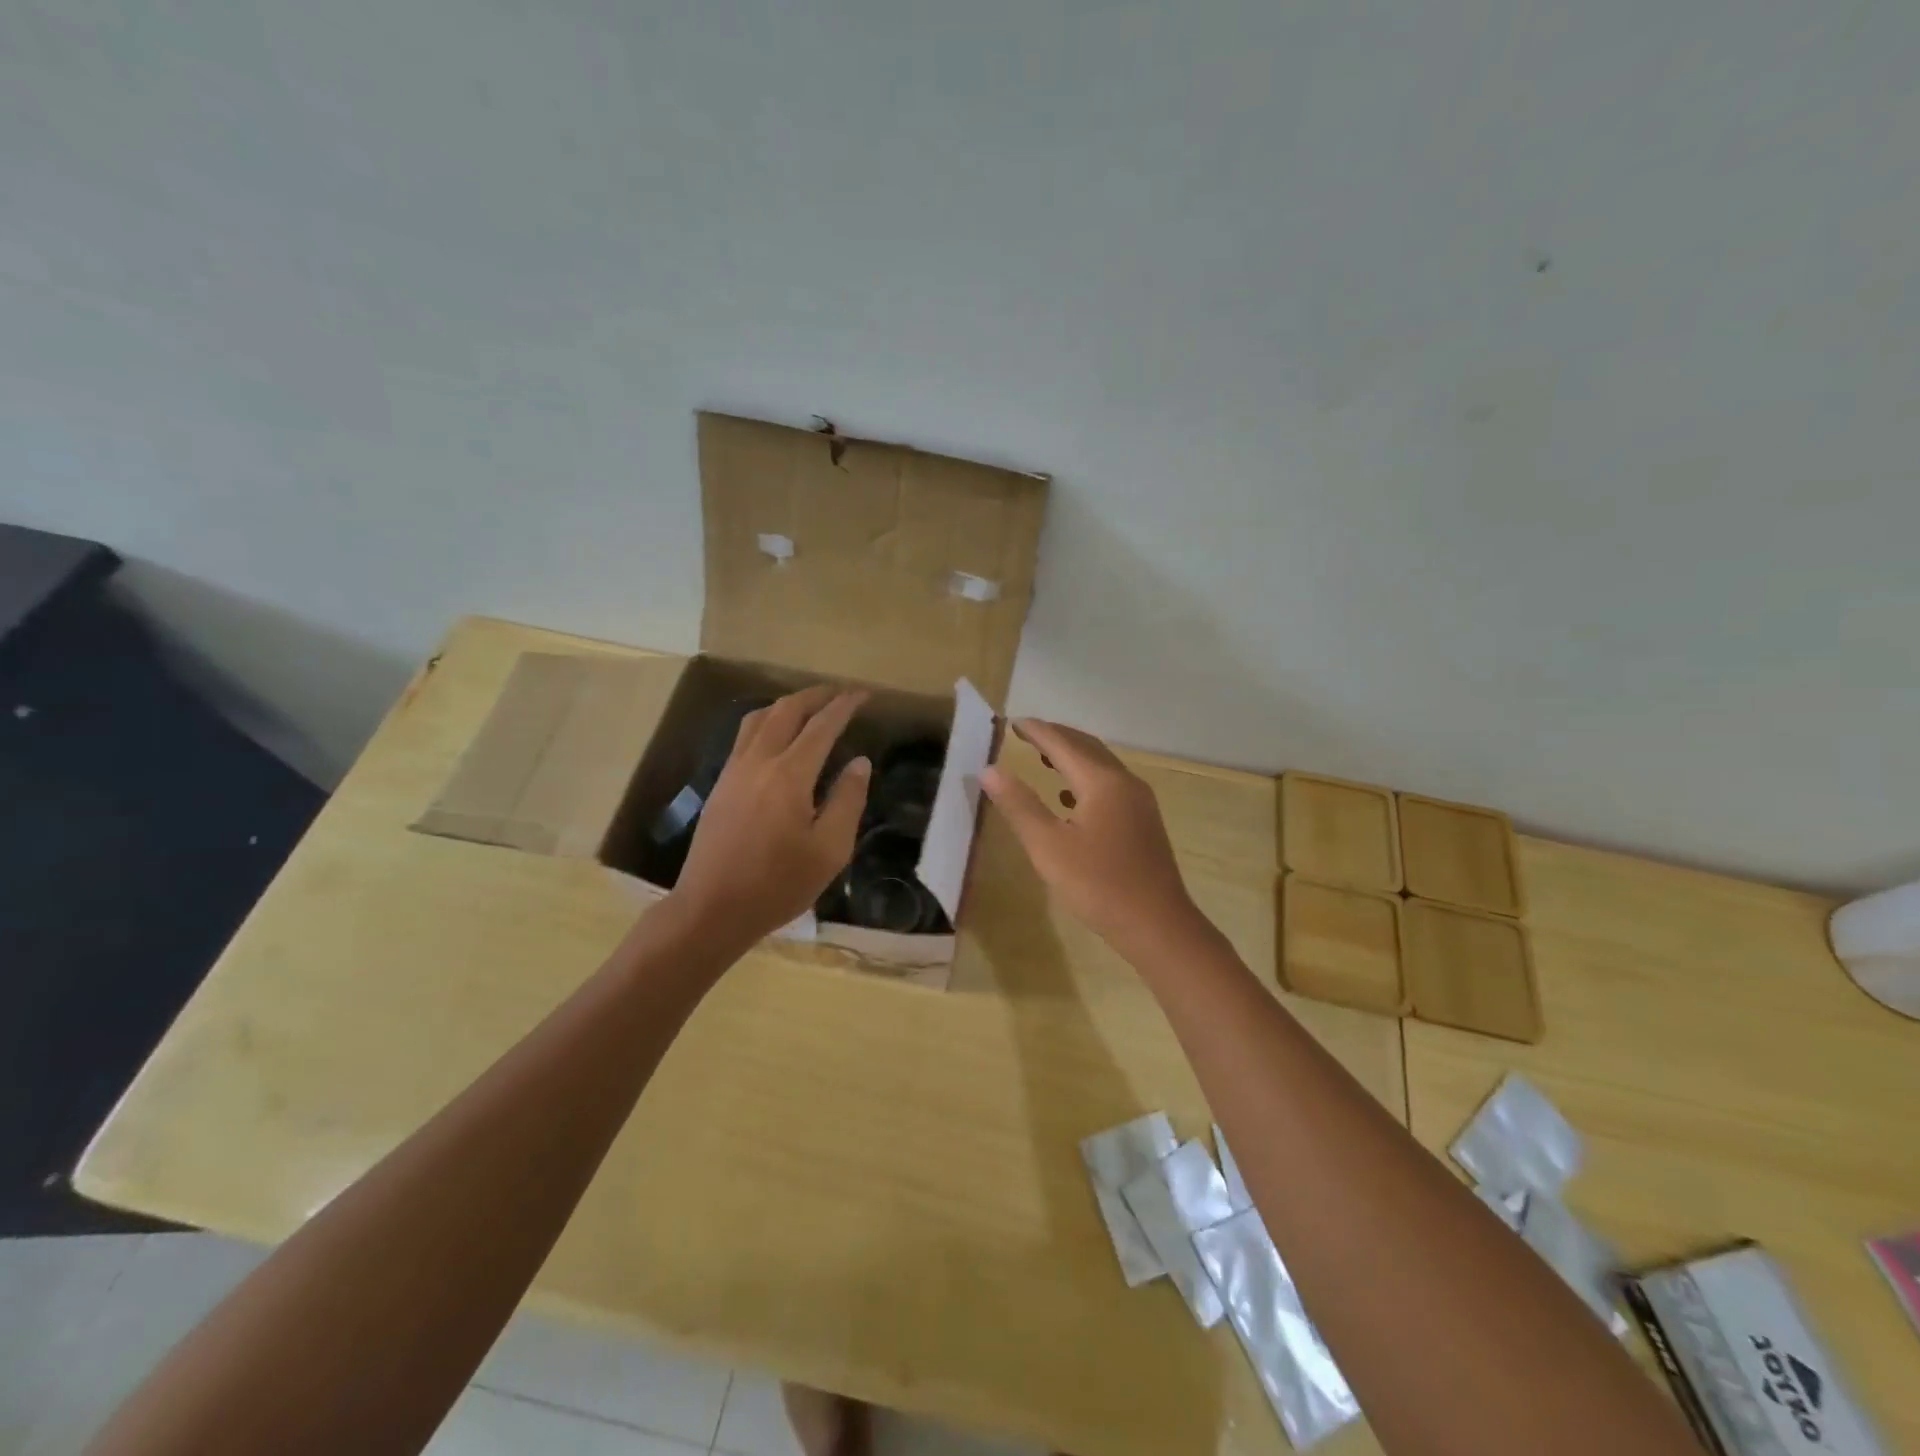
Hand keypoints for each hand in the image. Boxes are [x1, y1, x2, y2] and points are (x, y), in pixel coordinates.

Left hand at [668, 685, 870, 946]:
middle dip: (816, 695)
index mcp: (789, 776)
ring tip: (810, 708)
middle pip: (786, 710)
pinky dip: (767, 722)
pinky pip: (745, 736)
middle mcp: (758, 762)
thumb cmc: (778, 885)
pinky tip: (778, 737)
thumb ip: (847, 801)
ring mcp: (734, 771)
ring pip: (759, 718)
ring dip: (788, 705)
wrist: (711, 909)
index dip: (844, 706)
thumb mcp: (829, 850)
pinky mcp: (720, 784)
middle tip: (840, 693)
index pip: (822, 726)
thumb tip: (860, 763)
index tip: (864, 694)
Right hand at [980, 719, 1205, 958]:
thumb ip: (1019, 805)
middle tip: (1027, 733)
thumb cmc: (1099, 885)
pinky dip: (1085, 779)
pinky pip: (1110, 785)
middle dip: (1056, 737)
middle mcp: (1125, 782)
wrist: (1157, 925)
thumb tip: (989, 770)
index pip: (1063, 743)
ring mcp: (1139, 802)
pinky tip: (1070, 798)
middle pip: (1086, 747)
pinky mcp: (1143, 822)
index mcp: (1102, 782)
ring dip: (1072, 757)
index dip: (1036, 731)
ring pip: (1101, 766)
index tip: (1012, 722)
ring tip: (1044, 758)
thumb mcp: (1048, 846)